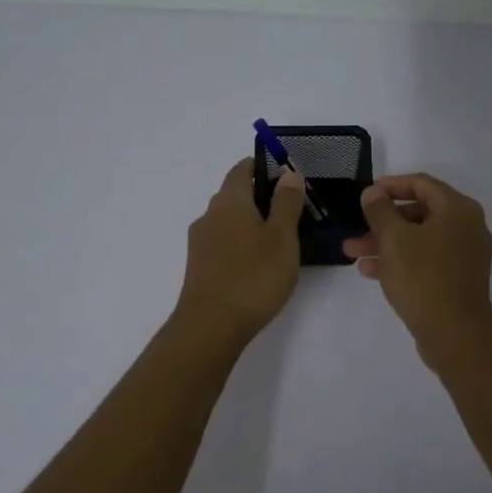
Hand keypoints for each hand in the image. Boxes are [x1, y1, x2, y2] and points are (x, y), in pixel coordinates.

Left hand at [173, 159, 305, 345]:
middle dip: (261, 195)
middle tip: (292, 208)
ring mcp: (201, 242)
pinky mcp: (200, 266)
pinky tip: (259, 262)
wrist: (210, 327)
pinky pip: (224, 242)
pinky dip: (242, 242)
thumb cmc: (253, 277)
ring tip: (280, 238)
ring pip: (229, 220)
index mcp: (229, 201)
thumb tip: (288, 173)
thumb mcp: (282, 237)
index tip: (286, 173)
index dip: (262, 165)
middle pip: (234, 194)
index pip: (241, 169)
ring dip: (252, 221)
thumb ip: (286, 203)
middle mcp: (210, 215)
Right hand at [342, 173, 491, 363]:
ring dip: (386, 243)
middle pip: (419, 213)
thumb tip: (373, 193)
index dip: (390, 186)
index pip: (421, 183)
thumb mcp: (393, 238)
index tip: (365, 195)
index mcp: (458, 209)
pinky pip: (427, 260)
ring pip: (420, 239)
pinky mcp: (459, 279)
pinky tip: (371, 271)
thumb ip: (380, 210)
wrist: (455, 333)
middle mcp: (467, 227)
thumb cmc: (423, 277)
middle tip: (355, 231)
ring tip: (353, 254)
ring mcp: (465, 255)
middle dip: (382, 222)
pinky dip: (401, 260)